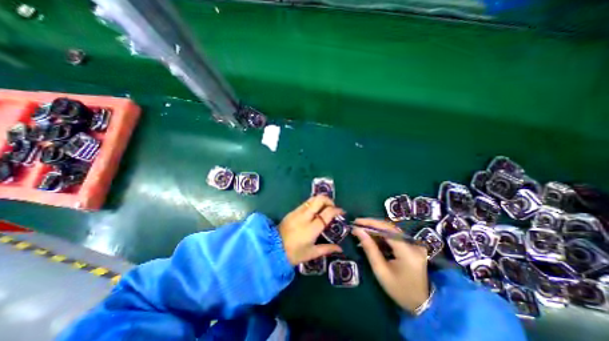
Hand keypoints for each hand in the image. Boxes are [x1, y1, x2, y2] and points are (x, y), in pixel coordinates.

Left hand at [279, 195, 343, 266]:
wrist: (273, 249)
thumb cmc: (294, 253)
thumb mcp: (311, 253)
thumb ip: (327, 249)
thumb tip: (340, 249)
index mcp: (312, 228)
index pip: (327, 213)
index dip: (336, 210)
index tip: (341, 211)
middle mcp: (305, 216)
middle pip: (319, 199)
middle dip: (329, 200)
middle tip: (332, 207)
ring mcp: (297, 212)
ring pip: (312, 199)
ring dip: (320, 200)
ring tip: (324, 208)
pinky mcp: (292, 211)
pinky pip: (305, 203)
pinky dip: (313, 203)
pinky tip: (314, 211)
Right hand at [350, 219, 430, 314]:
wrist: (421, 303)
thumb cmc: (399, 290)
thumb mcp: (381, 271)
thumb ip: (369, 248)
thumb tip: (358, 231)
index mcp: (407, 252)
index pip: (387, 229)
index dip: (370, 223)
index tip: (356, 222)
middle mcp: (413, 244)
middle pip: (389, 227)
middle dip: (371, 224)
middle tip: (357, 224)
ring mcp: (415, 244)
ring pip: (391, 230)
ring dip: (375, 228)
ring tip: (361, 229)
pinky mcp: (413, 245)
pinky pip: (394, 235)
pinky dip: (382, 234)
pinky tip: (372, 235)